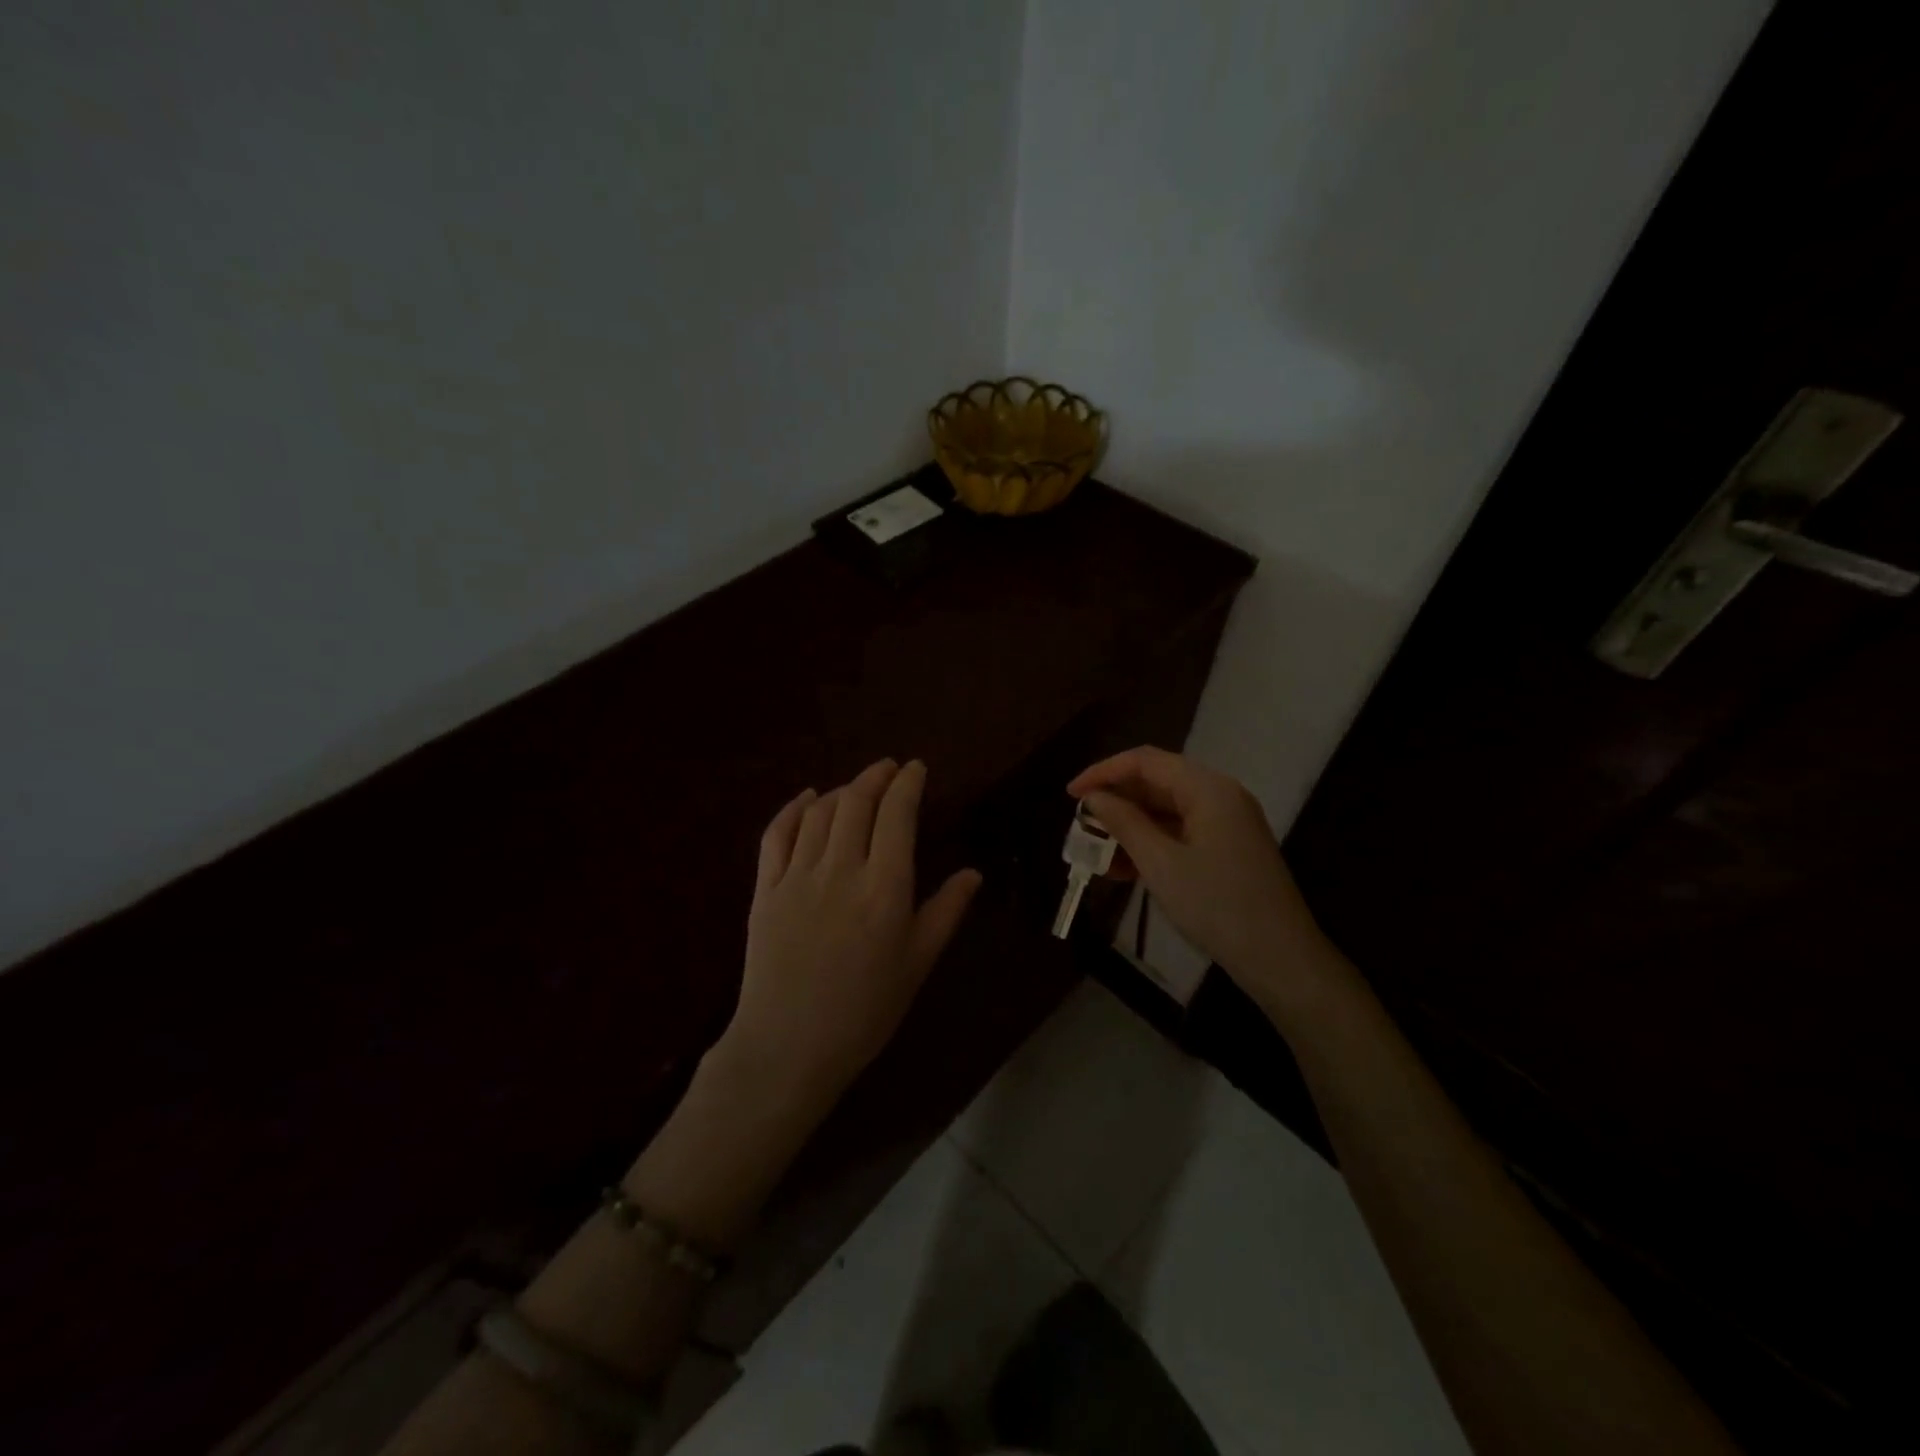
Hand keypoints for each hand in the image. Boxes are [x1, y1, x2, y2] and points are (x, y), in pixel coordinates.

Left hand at [725, 759, 981, 1097]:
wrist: (788, 1047)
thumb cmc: (864, 1011)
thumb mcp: (917, 964)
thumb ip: (945, 912)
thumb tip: (972, 873)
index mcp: (885, 888)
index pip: (897, 815)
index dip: (908, 784)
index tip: (916, 768)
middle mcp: (841, 870)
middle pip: (857, 802)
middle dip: (875, 776)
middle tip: (889, 768)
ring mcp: (797, 876)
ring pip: (820, 812)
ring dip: (842, 790)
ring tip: (857, 788)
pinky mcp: (765, 889)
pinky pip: (777, 834)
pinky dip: (794, 808)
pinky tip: (807, 799)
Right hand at [1067, 747, 1346, 1018]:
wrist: (1280, 958)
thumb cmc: (1217, 905)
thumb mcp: (1160, 863)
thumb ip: (1124, 823)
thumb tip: (1093, 797)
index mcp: (1207, 788)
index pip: (1145, 761)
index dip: (1103, 772)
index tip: (1070, 795)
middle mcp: (1219, 795)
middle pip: (1157, 782)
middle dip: (1116, 801)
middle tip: (1081, 824)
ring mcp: (1227, 823)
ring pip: (1166, 810)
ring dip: (1130, 826)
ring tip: (1096, 852)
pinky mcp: (1228, 848)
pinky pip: (1180, 833)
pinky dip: (1151, 844)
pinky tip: (1123, 869)